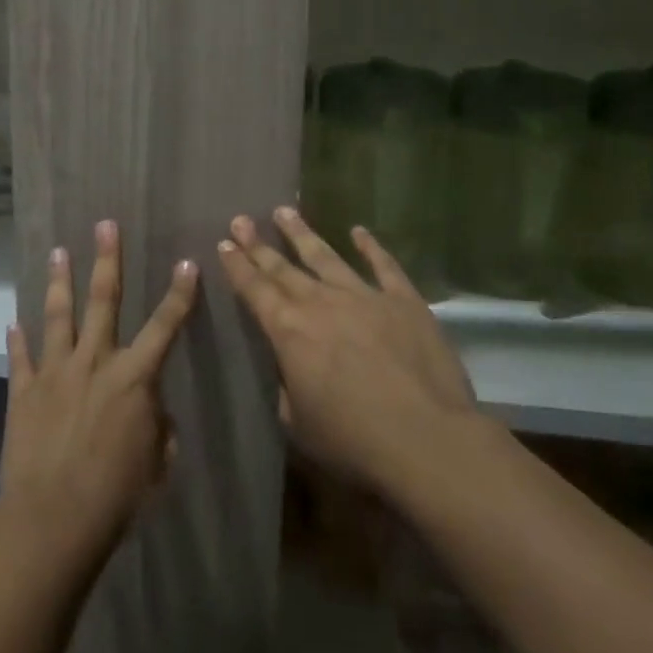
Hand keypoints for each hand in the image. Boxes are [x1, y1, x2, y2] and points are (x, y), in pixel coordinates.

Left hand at [0, 220, 196, 566]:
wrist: (54, 517)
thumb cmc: (117, 495)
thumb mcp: (157, 463)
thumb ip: (158, 427)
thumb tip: (151, 410)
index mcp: (134, 378)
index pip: (165, 326)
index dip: (179, 294)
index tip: (186, 263)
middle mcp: (95, 362)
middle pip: (103, 300)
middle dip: (107, 260)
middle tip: (105, 225)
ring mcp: (55, 372)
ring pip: (58, 315)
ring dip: (60, 281)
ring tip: (58, 251)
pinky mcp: (24, 390)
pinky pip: (21, 357)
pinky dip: (17, 339)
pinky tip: (13, 321)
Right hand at [219, 207, 479, 495]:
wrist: (428, 440)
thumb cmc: (354, 441)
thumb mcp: (300, 425)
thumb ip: (287, 389)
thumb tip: (287, 369)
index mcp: (289, 331)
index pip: (255, 290)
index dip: (237, 266)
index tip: (224, 243)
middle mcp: (321, 303)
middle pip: (283, 267)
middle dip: (258, 244)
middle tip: (240, 219)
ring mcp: (364, 296)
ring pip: (326, 256)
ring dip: (302, 233)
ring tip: (284, 211)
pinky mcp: (404, 302)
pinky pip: (384, 266)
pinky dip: (370, 246)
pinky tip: (358, 231)